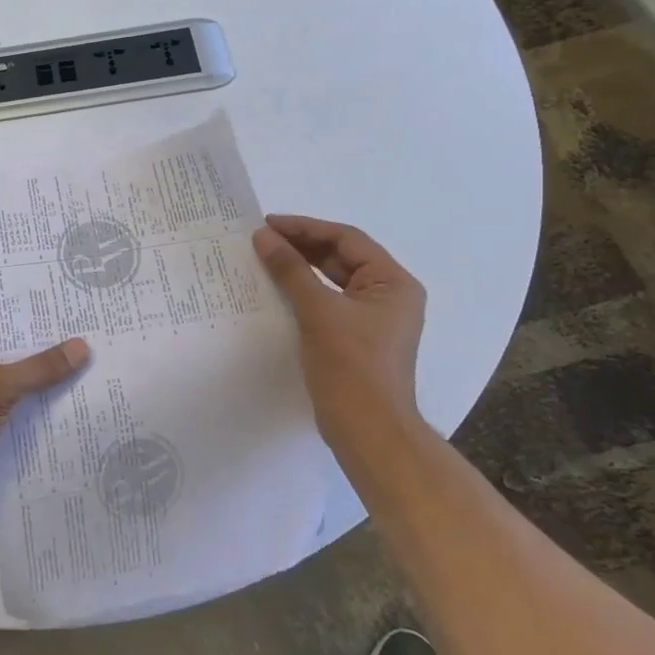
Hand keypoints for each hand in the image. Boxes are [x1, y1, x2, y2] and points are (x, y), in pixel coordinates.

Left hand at [0, 329, 89, 512]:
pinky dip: (41, 413)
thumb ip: (40, 368)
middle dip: (45, 354)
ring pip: (19, 388)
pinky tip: (74, 407)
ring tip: (90, 370)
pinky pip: (21, 415)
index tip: (66, 315)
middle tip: (88, 340)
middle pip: (12, 357)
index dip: (30, 321)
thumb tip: (83, 346)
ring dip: (47, 385)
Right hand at [252, 215, 425, 444]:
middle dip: (301, 246)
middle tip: (261, 239)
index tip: (268, 224)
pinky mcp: (355, 338)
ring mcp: (372, 318)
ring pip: (333, 280)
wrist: (368, 431)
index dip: (306, 227)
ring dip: (300, 268)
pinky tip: (276, 289)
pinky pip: (327, 302)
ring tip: (264, 258)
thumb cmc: (351, 366)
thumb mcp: (319, 311)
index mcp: (393, 282)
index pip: (347, 239)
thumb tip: (263, 236)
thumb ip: (291, 270)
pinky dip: (303, 291)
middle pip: (341, 257)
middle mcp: (388, 295)